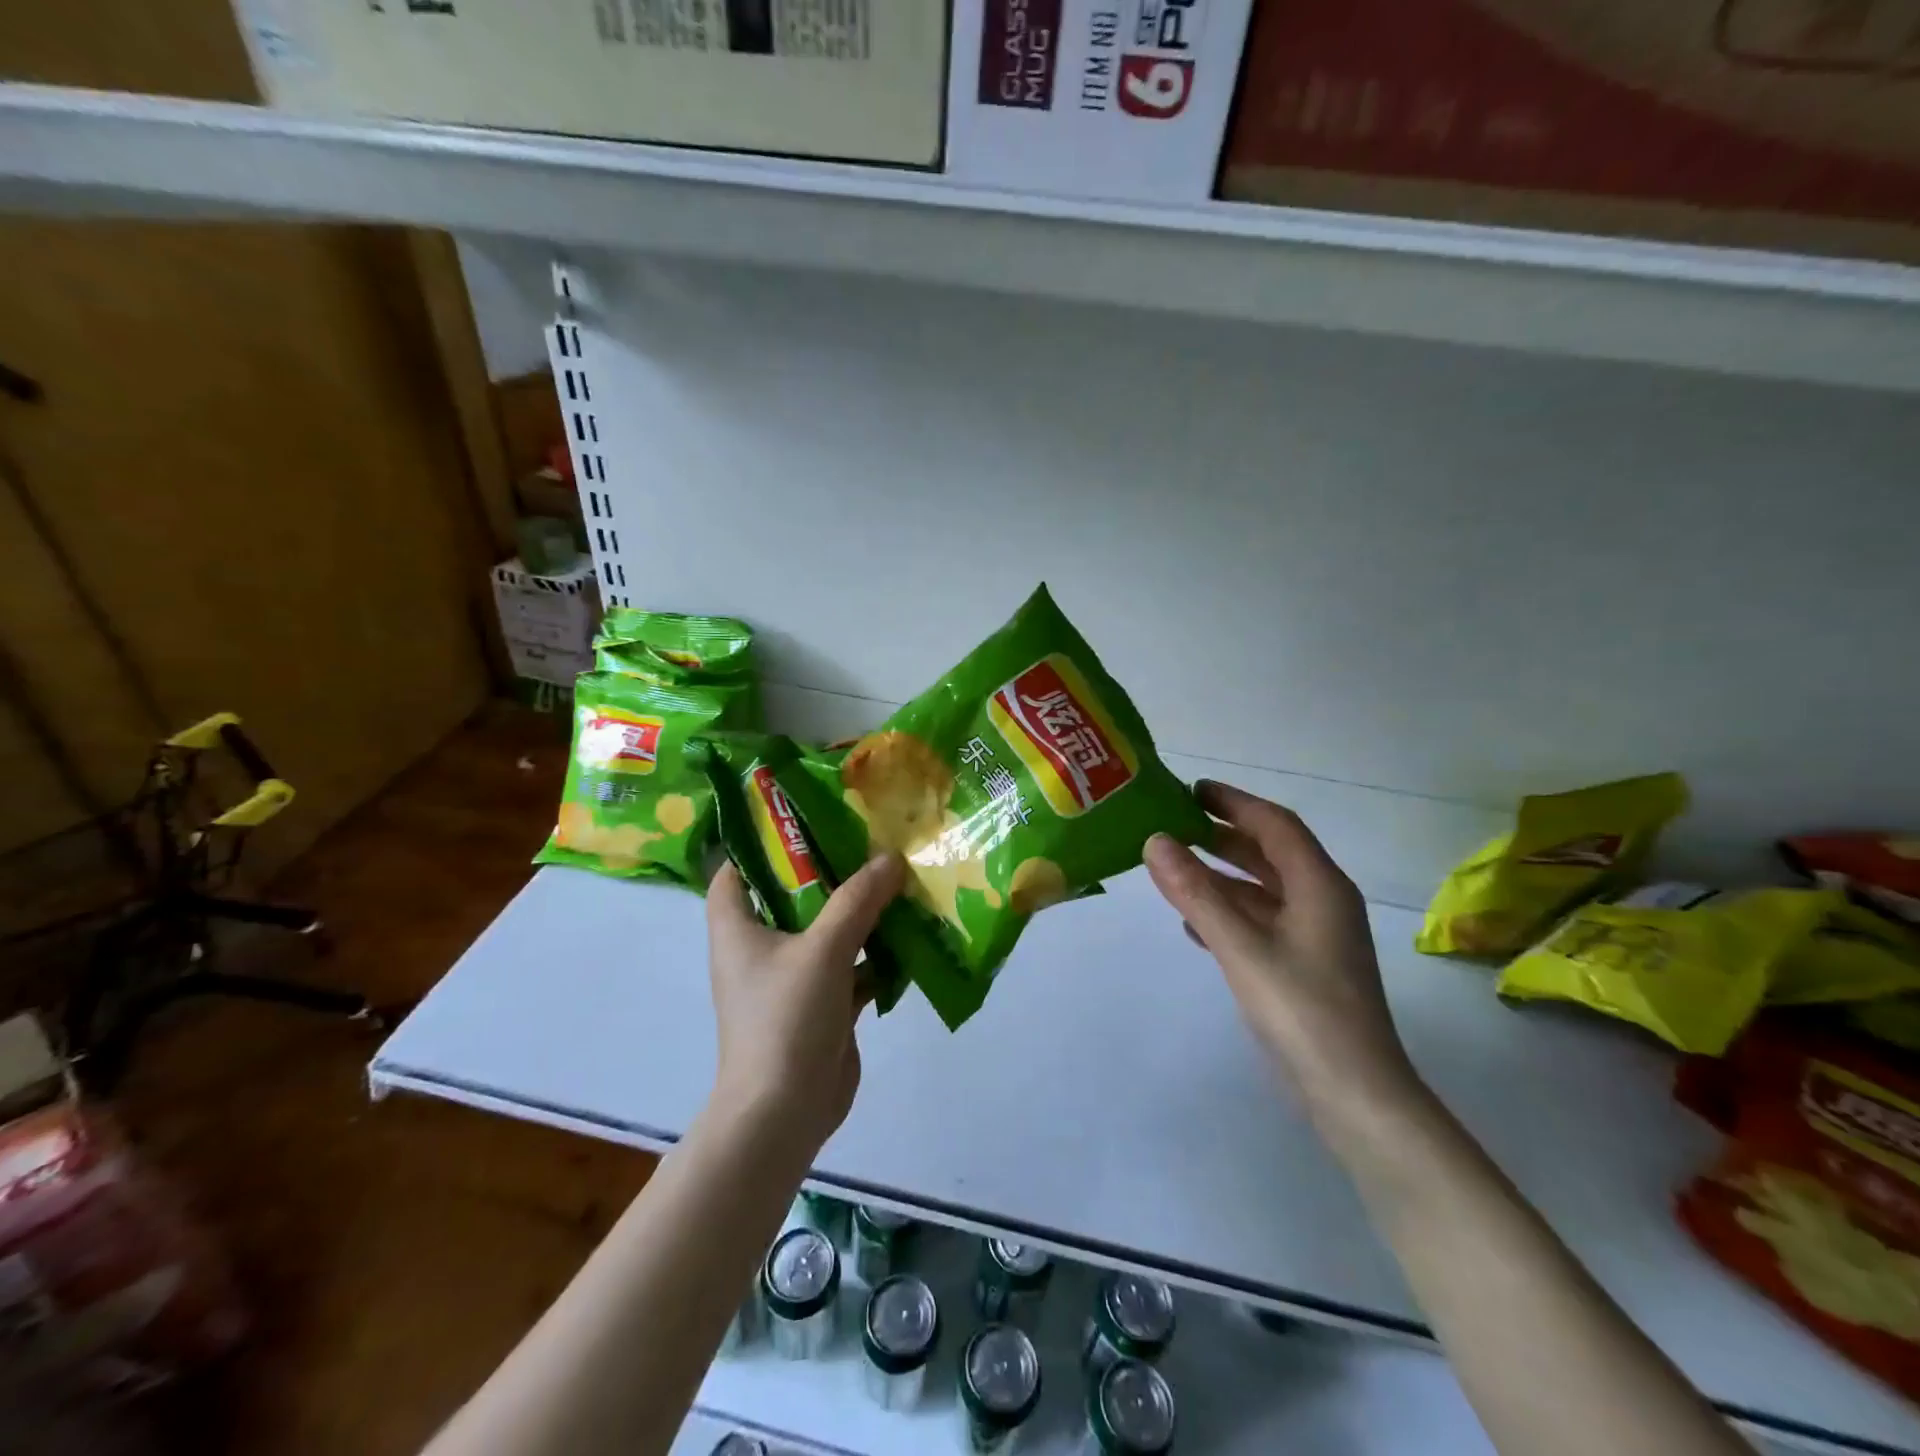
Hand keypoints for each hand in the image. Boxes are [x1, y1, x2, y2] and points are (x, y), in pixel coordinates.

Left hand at [704, 855, 904, 1149]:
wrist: (785, 1113)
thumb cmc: (786, 1018)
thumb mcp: (823, 949)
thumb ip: (857, 900)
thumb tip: (890, 858)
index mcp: (738, 928)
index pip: (736, 871)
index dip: (761, 842)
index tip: (805, 817)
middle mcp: (761, 947)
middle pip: (792, 895)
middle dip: (829, 871)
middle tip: (868, 838)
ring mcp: (792, 977)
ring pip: (827, 930)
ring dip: (859, 911)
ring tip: (896, 875)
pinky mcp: (822, 1004)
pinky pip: (850, 965)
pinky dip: (875, 952)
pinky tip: (910, 933)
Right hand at [1144, 781, 1422, 1127]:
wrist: (1354, 1094)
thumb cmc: (1302, 1010)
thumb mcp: (1241, 946)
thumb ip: (1196, 893)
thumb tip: (1154, 841)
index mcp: (1320, 886)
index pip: (1275, 824)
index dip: (1234, 802)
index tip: (1190, 790)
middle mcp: (1322, 902)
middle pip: (1270, 853)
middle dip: (1224, 836)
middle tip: (1174, 825)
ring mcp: (1315, 937)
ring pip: (1263, 889)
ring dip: (1222, 875)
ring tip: (1174, 867)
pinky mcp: (1303, 966)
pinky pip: (1261, 921)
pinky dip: (1228, 912)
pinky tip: (1193, 924)